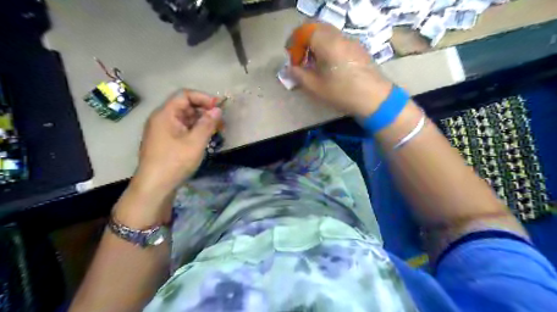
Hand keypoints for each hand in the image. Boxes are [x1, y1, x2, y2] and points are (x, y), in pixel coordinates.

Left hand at [132, 89, 222, 194]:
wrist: (154, 187)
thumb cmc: (174, 162)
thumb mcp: (195, 142)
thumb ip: (207, 124)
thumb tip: (217, 110)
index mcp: (165, 114)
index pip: (185, 95)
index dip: (203, 98)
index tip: (219, 108)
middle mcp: (162, 119)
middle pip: (186, 106)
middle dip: (205, 111)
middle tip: (221, 123)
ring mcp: (163, 131)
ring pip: (186, 119)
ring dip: (202, 122)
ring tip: (217, 132)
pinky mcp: (166, 141)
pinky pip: (183, 130)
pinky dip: (196, 131)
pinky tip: (206, 139)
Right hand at [289, 23, 393, 116]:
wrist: (374, 98)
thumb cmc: (342, 93)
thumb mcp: (316, 87)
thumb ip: (299, 75)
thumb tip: (289, 69)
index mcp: (327, 43)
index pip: (305, 31)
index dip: (294, 42)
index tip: (292, 59)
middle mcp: (339, 37)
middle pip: (317, 28)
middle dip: (305, 41)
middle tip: (301, 58)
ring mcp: (351, 41)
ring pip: (328, 34)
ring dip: (317, 44)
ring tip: (313, 64)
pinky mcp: (358, 48)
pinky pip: (338, 41)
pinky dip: (328, 47)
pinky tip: (329, 65)